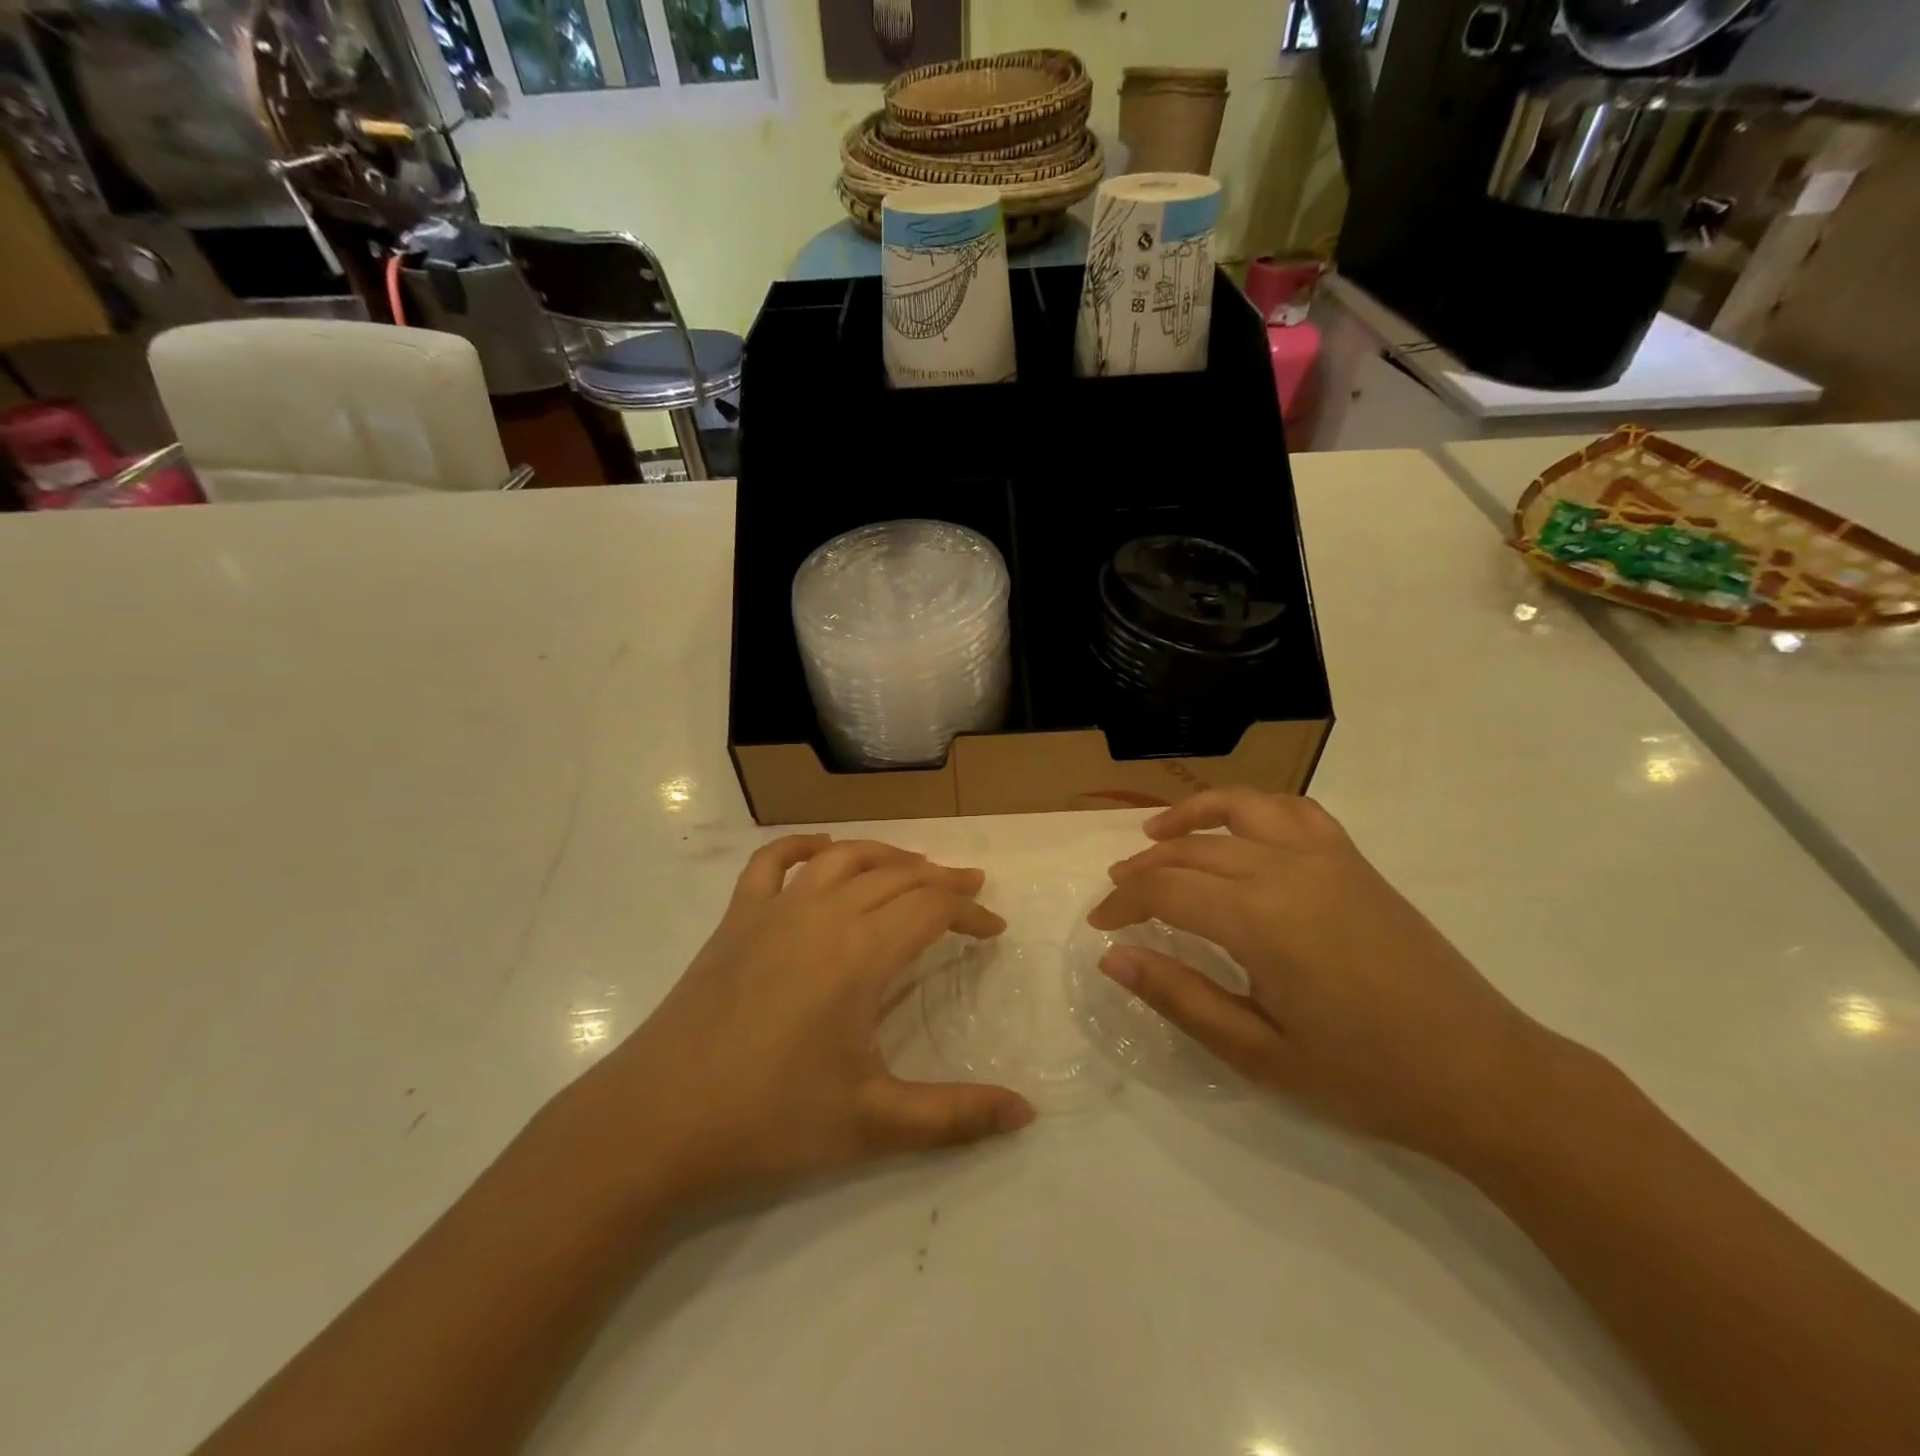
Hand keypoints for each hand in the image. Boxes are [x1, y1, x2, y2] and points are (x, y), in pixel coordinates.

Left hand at [574, 835, 1035, 1209]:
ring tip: (914, 867)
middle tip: (969, 891)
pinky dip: (804, 845)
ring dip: (886, 855)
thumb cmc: (770, 1119)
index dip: (970, 914)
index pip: (931, 910)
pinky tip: (823, 849)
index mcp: (860, 952)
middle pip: (895, 876)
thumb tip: (1027, 1114)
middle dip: (940, 880)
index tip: (995, 929)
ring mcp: (773, 910)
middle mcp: (823, 913)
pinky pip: (772, 862)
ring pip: (842, 857)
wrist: (657, 1121)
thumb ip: (956, 1116)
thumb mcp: (874, 1123)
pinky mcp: (735, 919)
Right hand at [1089, 790, 1555, 1163]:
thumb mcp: (1258, 1052)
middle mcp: (1287, 869)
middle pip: (1193, 851)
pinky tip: (1238, 829)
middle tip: (1116, 894)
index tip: (1100, 925)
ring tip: (1157, 834)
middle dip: (1144, 869)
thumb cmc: (1365, 1076)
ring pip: (1240, 809)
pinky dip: (1252, 807)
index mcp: (1261, 919)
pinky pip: (1293, 811)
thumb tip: (1113, 958)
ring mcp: (1326, 857)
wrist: (1483, 1075)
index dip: (1123, 903)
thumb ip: (1179, 997)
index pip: (1166, 891)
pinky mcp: (1354, 861)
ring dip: (1191, 817)